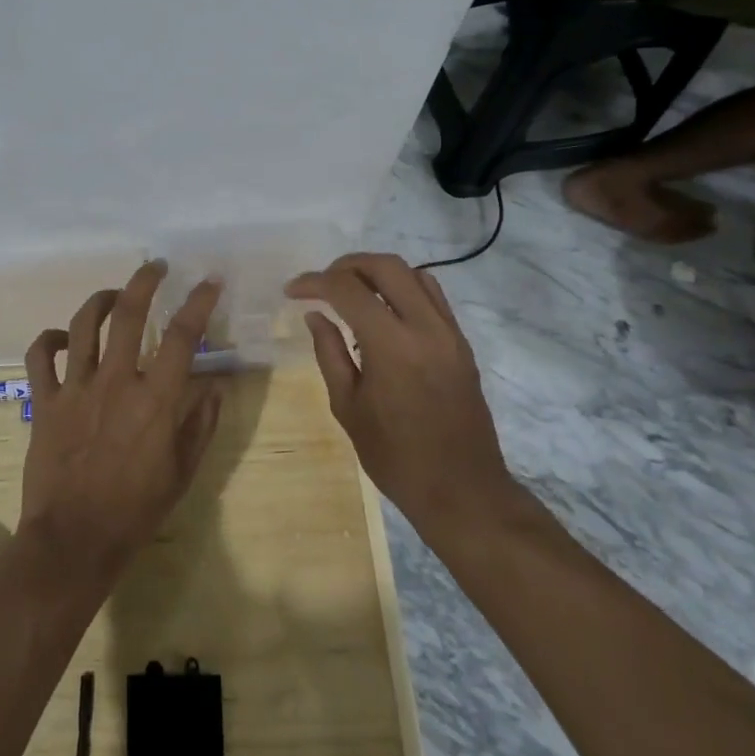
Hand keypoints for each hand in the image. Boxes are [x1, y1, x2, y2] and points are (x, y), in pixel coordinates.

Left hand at [18, 261, 225, 587]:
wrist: (74, 540)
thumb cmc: (136, 511)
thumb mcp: (183, 472)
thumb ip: (201, 424)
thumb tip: (213, 385)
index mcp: (155, 400)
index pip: (183, 336)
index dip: (199, 302)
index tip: (209, 281)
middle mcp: (115, 382)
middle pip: (129, 313)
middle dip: (145, 281)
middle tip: (156, 267)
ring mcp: (75, 388)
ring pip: (84, 324)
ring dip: (101, 300)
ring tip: (114, 294)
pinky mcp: (45, 401)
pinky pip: (40, 355)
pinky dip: (50, 339)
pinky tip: (63, 338)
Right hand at [287, 253, 523, 535]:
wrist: (462, 490)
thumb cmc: (396, 457)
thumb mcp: (348, 407)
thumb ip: (330, 353)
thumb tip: (316, 315)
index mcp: (392, 346)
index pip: (348, 290)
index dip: (315, 282)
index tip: (292, 291)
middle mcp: (426, 328)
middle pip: (386, 266)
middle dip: (347, 265)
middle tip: (321, 283)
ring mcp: (450, 333)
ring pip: (414, 274)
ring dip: (377, 272)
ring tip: (351, 291)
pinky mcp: (461, 343)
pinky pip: (432, 296)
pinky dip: (403, 288)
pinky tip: (383, 310)